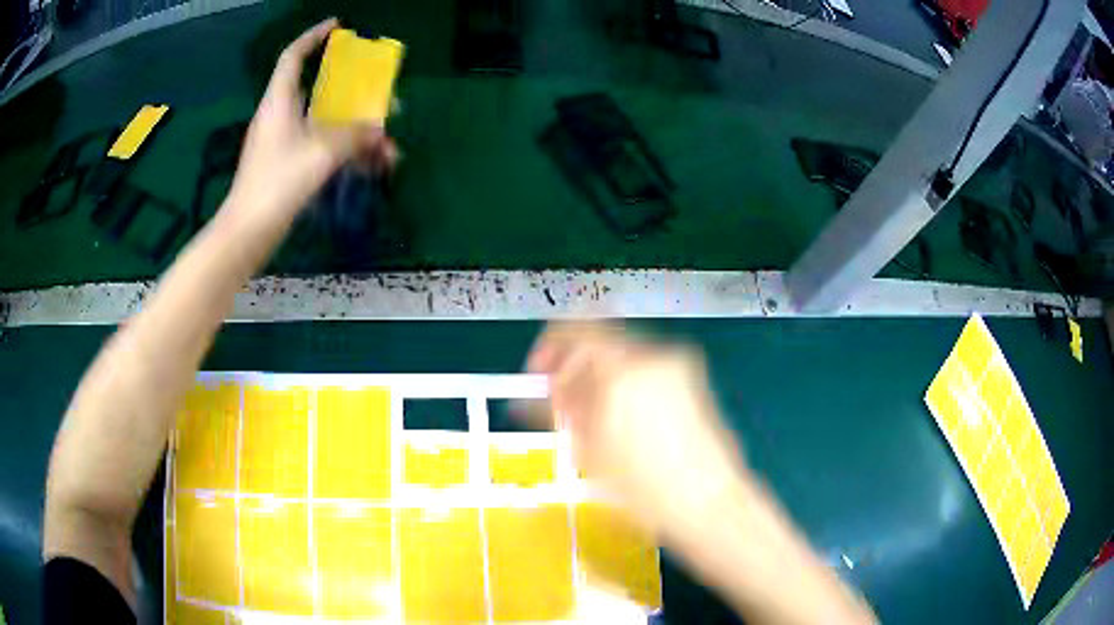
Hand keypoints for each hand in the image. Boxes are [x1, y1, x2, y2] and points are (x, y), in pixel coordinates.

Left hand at [227, 18, 397, 224]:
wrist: (248, 233)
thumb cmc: (278, 184)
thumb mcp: (321, 153)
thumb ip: (354, 135)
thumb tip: (378, 128)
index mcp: (279, 102)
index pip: (292, 57)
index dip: (312, 37)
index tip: (337, 27)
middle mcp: (279, 117)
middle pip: (317, 91)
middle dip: (352, 92)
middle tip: (381, 94)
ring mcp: (282, 143)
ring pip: (324, 125)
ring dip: (355, 133)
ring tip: (387, 148)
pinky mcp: (286, 167)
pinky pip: (320, 149)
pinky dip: (343, 154)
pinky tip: (370, 169)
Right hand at [526, 322, 748, 537]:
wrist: (709, 501)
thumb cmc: (645, 489)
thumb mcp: (591, 452)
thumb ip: (562, 409)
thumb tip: (542, 390)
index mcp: (621, 372)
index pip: (574, 331)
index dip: (551, 347)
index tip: (542, 373)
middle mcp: (651, 356)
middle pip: (600, 342)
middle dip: (577, 368)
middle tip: (566, 404)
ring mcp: (677, 365)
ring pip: (624, 356)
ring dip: (602, 378)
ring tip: (596, 419)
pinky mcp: (693, 378)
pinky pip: (647, 369)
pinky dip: (628, 384)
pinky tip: (626, 421)